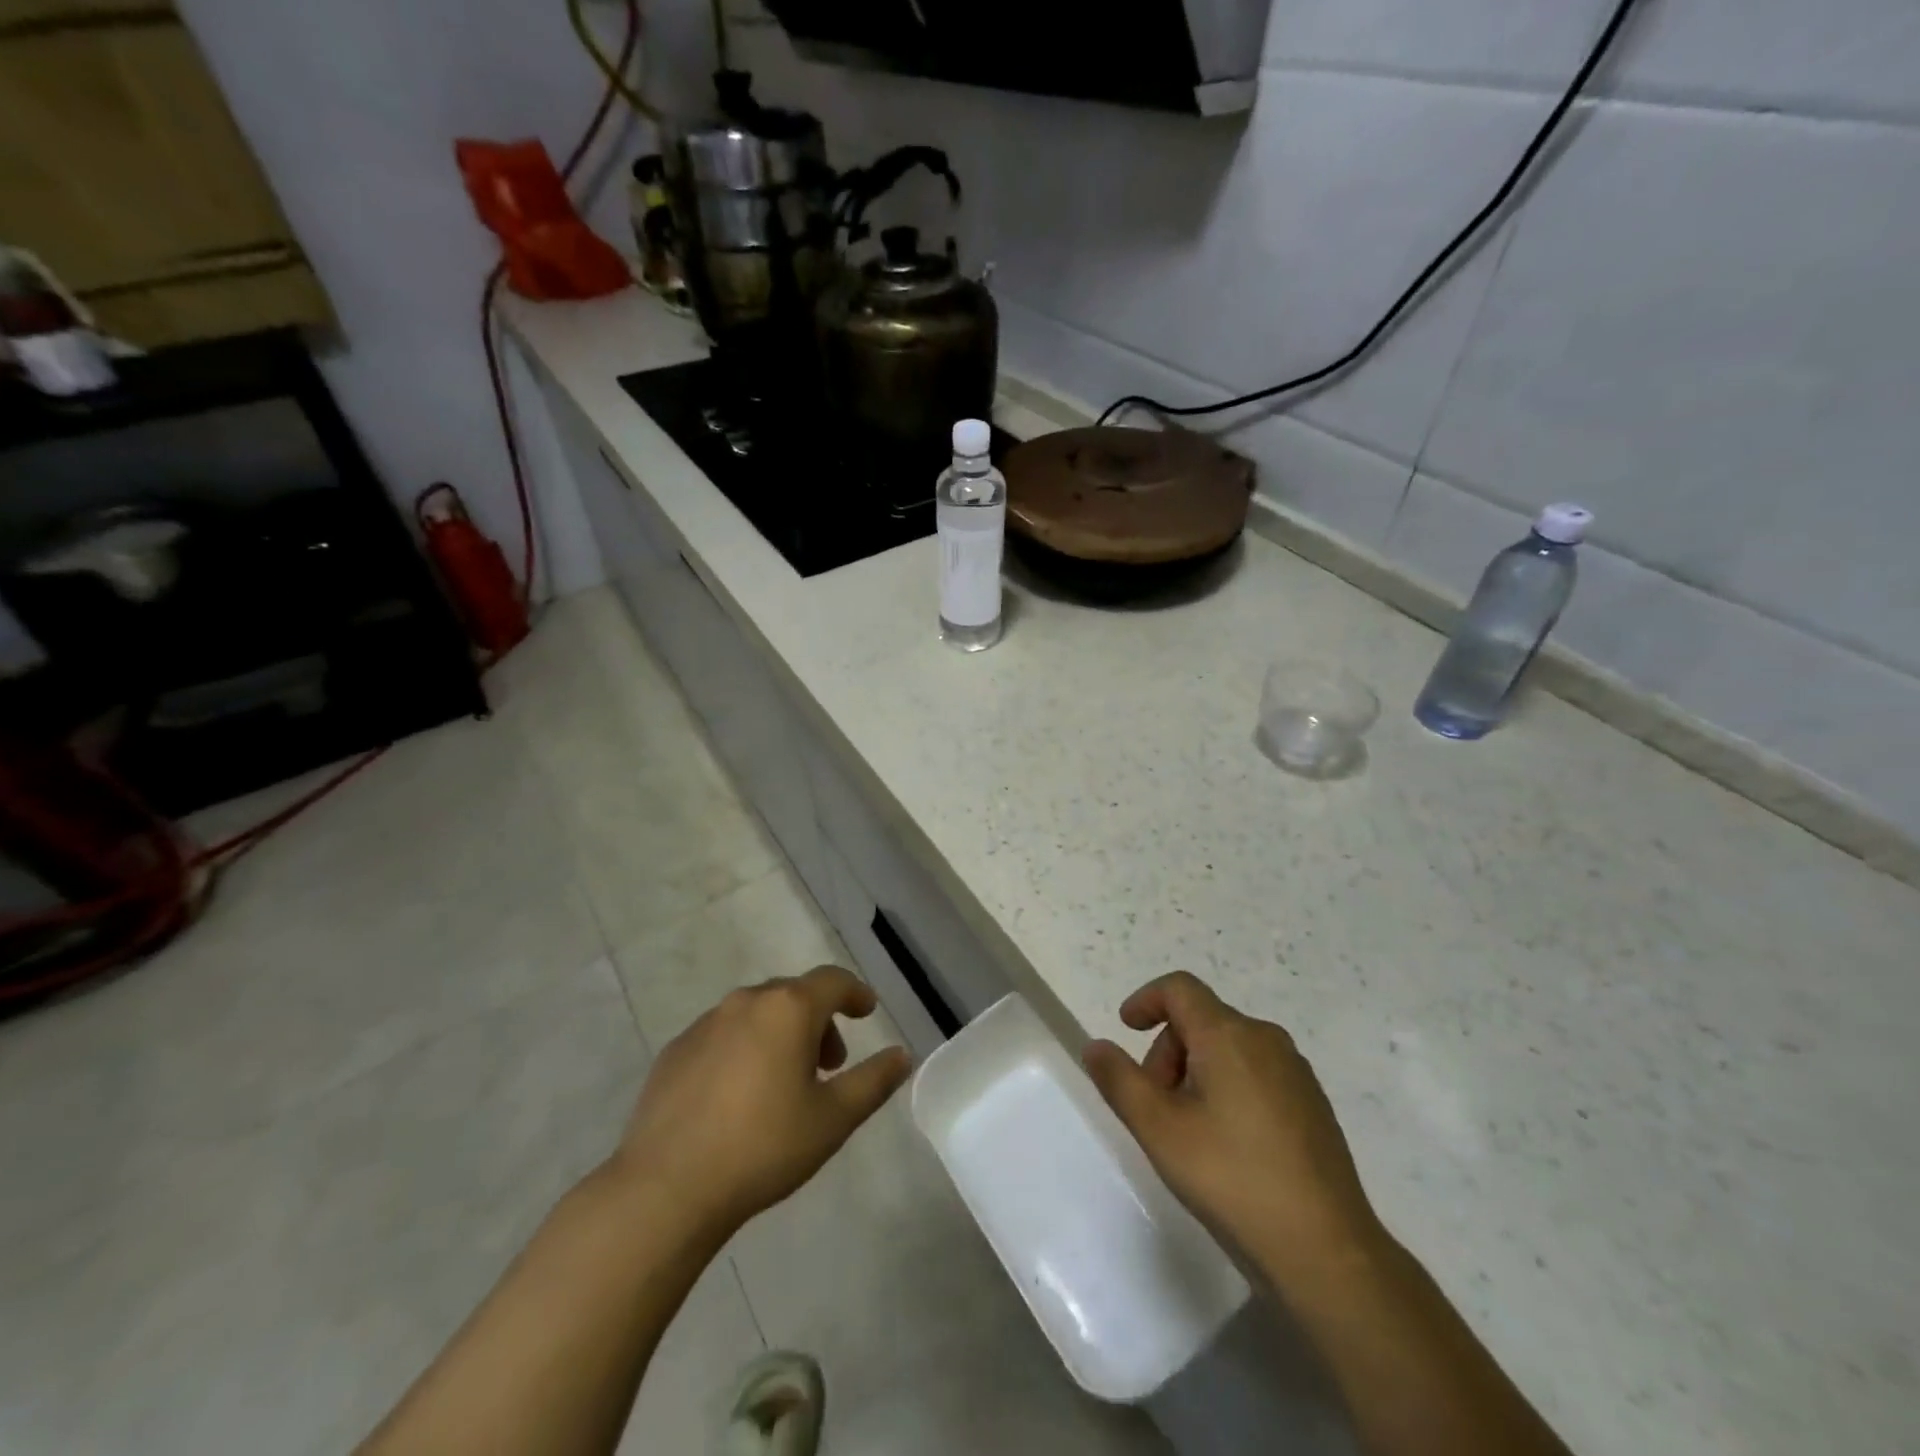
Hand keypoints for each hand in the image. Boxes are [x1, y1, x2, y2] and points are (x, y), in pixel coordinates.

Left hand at [611, 965, 911, 1240]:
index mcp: (789, 1008)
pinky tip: (738, 1096)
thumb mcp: (833, 1120)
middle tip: (829, 1065)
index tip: (866, 1011)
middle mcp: (747, 1002)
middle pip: (794, 995)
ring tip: (784, 1082)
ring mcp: (705, 1023)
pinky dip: (743, 1049)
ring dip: (780, 1033)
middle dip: (819, 1021)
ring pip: (756, 1013)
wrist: (666, 1188)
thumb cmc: (763, 1147)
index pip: (833, 981)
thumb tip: (902, 1055)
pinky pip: (723, 1035)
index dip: (855, 993)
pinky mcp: (675, 1050)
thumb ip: (873, 1081)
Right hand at [1083, 972, 1381, 1286]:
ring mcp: (1295, 1071)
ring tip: (1188, 1130)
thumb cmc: (1232, 1179)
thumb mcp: (1159, 1129)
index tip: (1125, 1029)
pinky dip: (1226, 1087)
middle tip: (1154, 1106)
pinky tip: (1226, 1144)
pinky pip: (1255, 1072)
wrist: (1327, 1252)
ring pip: (1228, 1047)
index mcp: (1229, 1035)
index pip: (1179, 988)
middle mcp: (1266, 1039)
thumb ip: (1120, 1080)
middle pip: (1201, 1020)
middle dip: (1167, 1051)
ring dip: (1194, 1072)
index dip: (1146, 1000)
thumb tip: (1095, 1046)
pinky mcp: (1312, 1103)